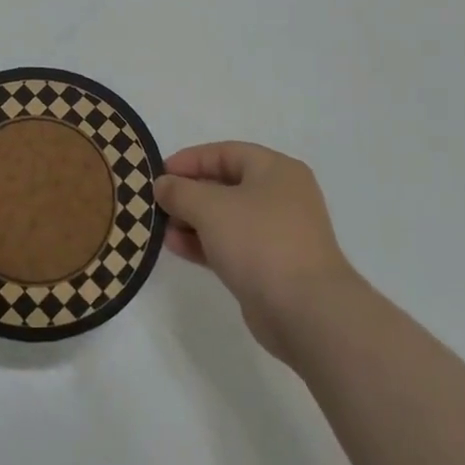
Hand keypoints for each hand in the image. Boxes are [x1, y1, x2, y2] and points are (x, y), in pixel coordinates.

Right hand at [156, 141, 361, 362]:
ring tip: (161, 227)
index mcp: (276, 170)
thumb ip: (180, 191)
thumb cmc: (260, 242)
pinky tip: (176, 247)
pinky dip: (205, 243)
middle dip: (189, 192)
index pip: (225, 152)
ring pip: (227, 217)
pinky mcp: (272, 266)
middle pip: (226, 185)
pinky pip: (232, 244)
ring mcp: (278, 233)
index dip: (189, 160)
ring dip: (193, 220)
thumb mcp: (210, 207)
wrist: (307, 311)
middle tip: (157, 202)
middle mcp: (281, 196)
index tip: (158, 173)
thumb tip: (163, 185)